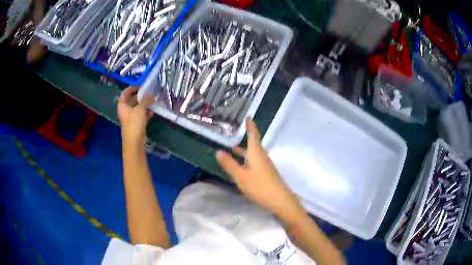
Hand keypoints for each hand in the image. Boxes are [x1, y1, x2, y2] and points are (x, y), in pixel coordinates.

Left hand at [118, 87, 152, 145]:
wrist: (134, 142)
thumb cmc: (134, 123)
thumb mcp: (140, 109)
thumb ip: (145, 100)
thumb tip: (149, 94)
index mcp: (122, 105)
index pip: (125, 93)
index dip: (132, 88)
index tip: (140, 85)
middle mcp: (125, 110)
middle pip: (132, 100)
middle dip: (140, 96)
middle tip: (149, 92)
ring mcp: (131, 118)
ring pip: (137, 108)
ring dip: (145, 104)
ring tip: (153, 100)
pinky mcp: (136, 124)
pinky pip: (141, 115)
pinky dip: (146, 112)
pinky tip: (153, 111)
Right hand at [216, 119, 302, 219]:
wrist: (280, 200)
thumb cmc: (259, 186)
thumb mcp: (240, 176)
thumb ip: (229, 164)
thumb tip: (218, 151)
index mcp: (256, 152)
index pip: (253, 134)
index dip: (250, 125)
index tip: (247, 117)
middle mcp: (262, 156)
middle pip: (253, 143)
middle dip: (244, 137)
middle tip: (233, 132)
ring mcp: (265, 165)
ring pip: (253, 153)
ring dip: (243, 150)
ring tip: (232, 148)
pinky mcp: (267, 172)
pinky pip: (255, 161)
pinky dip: (246, 158)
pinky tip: (241, 165)